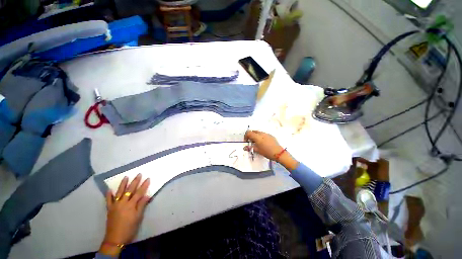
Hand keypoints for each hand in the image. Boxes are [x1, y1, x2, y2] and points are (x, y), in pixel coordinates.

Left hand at [99, 174, 150, 256]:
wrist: (115, 239)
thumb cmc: (129, 228)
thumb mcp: (138, 217)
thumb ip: (142, 205)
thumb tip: (147, 195)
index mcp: (131, 205)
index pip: (139, 192)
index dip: (144, 185)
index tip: (148, 178)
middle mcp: (122, 203)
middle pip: (129, 190)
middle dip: (135, 181)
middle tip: (139, 174)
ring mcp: (115, 205)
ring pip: (119, 192)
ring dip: (123, 184)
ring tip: (126, 177)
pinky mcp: (109, 209)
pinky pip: (108, 200)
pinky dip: (109, 195)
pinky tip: (109, 190)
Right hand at [244, 130, 297, 169]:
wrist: (278, 153)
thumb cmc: (266, 152)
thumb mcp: (257, 150)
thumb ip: (250, 148)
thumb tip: (244, 148)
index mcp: (257, 136)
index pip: (248, 133)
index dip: (245, 136)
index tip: (246, 141)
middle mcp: (261, 133)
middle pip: (253, 131)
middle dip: (250, 135)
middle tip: (251, 142)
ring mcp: (266, 134)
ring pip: (258, 132)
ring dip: (255, 136)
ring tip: (257, 143)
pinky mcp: (270, 136)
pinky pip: (263, 134)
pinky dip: (261, 137)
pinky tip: (263, 143)